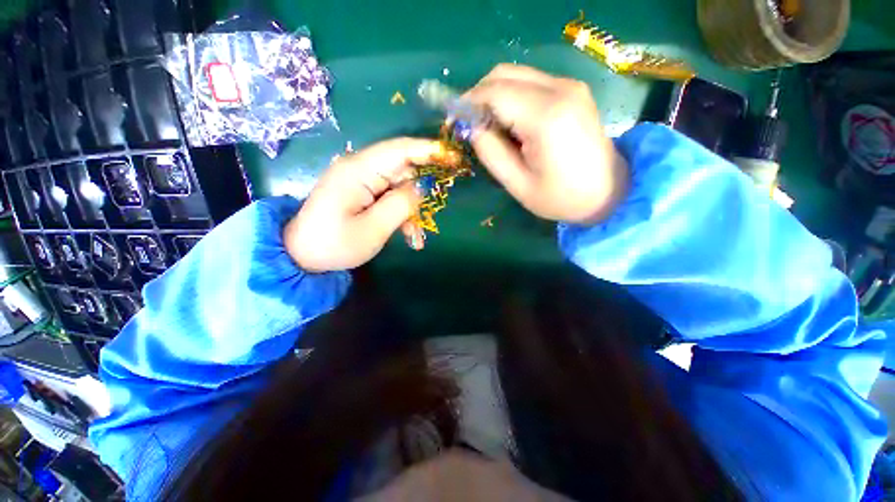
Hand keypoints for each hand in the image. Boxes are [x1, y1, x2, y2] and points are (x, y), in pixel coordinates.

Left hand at [284, 138, 439, 271]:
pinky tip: (408, 236)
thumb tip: (421, 187)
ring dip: (412, 209)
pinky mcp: (362, 192)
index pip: (400, 149)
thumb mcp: (372, 229)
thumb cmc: (334, 244)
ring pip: (400, 186)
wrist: (301, 255)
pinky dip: (402, 214)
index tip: (454, 157)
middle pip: (403, 168)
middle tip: (439, 204)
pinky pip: (390, 196)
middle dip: (423, 188)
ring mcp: (362, 180)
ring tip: (417, 237)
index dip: (429, 150)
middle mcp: (360, 168)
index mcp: (359, 170)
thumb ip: (400, 205)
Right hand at [467, 64, 628, 224]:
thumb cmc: (561, 197)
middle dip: (479, 96)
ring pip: (515, 74)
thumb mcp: (518, 185)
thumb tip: (473, 127)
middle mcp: (560, 89)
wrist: (609, 192)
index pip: (494, 93)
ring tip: (490, 127)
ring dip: (494, 96)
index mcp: (545, 117)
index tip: (454, 122)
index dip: (468, 103)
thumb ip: (491, 153)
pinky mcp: (572, 90)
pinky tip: (511, 123)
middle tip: (470, 125)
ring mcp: (569, 85)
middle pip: (503, 74)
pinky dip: (511, 97)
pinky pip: (530, 82)